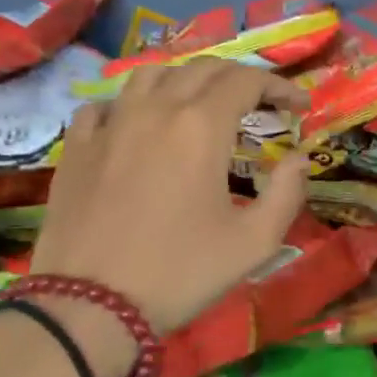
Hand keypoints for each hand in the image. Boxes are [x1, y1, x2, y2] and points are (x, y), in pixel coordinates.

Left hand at [29, 61, 309, 336]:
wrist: (88, 308)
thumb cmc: (180, 273)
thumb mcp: (254, 242)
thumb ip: (288, 192)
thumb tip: (299, 158)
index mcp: (201, 126)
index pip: (246, 80)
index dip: (278, 86)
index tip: (298, 107)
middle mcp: (156, 110)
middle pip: (202, 68)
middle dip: (239, 77)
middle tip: (259, 103)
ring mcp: (111, 124)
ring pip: (152, 74)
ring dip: (186, 79)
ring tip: (201, 104)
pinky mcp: (77, 147)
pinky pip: (105, 105)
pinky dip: (131, 104)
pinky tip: (138, 125)